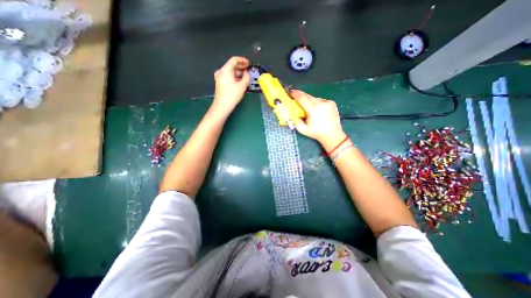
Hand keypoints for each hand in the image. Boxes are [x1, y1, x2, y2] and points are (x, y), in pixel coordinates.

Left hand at [212, 56, 251, 116]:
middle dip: (240, 67)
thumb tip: (246, 73)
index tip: (249, 63)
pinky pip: (227, 76)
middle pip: (231, 65)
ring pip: (229, 71)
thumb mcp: (242, 86)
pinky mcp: (219, 83)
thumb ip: (246, 77)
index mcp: (226, 70)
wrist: (222, 106)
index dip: (242, 60)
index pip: (234, 60)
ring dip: (238, 72)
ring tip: (245, 76)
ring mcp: (219, 77)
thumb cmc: (232, 95)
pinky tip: (239, 81)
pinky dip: (234, 77)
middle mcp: (221, 71)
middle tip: (248, 70)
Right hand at [289, 88, 346, 150]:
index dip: (295, 94)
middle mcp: (321, 104)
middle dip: (300, 94)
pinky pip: (320, 100)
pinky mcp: (331, 103)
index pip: (302, 98)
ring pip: (314, 98)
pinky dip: (315, 102)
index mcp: (313, 110)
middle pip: (308, 96)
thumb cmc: (316, 133)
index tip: (290, 92)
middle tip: (293, 94)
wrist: (333, 135)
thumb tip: (291, 112)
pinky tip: (314, 108)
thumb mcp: (303, 130)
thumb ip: (295, 121)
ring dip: (308, 99)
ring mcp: (327, 102)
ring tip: (304, 104)